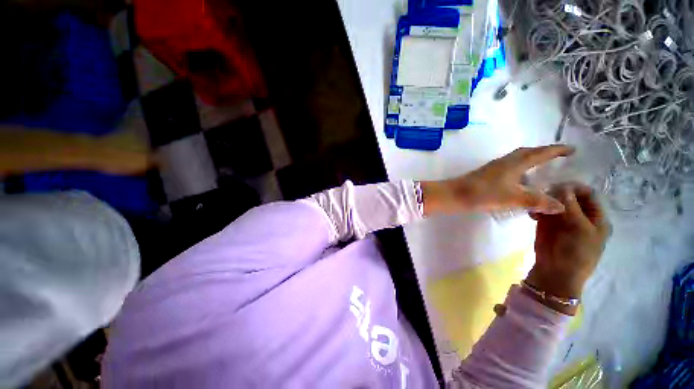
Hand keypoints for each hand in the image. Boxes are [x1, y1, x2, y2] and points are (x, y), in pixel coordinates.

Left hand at [421, 145, 574, 215]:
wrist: (454, 195)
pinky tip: (520, 184)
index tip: (572, 149)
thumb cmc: (483, 194)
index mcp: (514, 163)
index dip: (556, 150)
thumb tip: (561, 206)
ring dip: (530, 162)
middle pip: (527, 153)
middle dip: (544, 153)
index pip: (540, 153)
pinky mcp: (486, 175)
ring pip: (517, 161)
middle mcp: (505, 162)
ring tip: (542, 172)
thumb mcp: (513, 199)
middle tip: (558, 158)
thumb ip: (537, 202)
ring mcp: (494, 168)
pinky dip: (519, 172)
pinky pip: (509, 169)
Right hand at [525, 183, 610, 314]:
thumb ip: (571, 207)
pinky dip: (537, 209)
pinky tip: (533, 214)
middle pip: (569, 196)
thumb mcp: (579, 229)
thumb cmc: (576, 253)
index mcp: (595, 217)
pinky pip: (542, 210)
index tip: (557, 187)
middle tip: (543, 196)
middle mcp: (579, 215)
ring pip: (554, 202)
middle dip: (557, 193)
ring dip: (545, 201)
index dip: (574, 188)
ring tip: (536, 207)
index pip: (587, 194)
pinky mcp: (546, 224)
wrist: (556, 272)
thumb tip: (562, 186)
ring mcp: (562, 219)